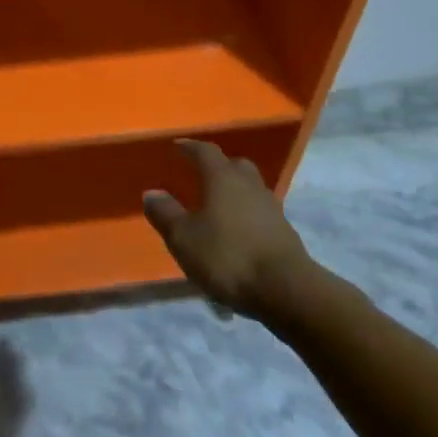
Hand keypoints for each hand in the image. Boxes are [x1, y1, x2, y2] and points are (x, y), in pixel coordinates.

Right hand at [142, 139, 314, 318]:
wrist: (286, 290)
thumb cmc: (228, 256)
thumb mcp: (184, 238)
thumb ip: (165, 214)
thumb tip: (152, 193)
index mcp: (223, 178)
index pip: (205, 151)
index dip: (190, 147)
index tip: (179, 146)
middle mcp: (249, 185)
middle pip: (234, 165)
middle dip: (219, 167)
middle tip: (202, 175)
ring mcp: (272, 208)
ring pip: (250, 189)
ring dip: (235, 192)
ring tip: (219, 207)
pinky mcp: (285, 232)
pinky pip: (261, 213)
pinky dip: (247, 216)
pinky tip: (238, 233)